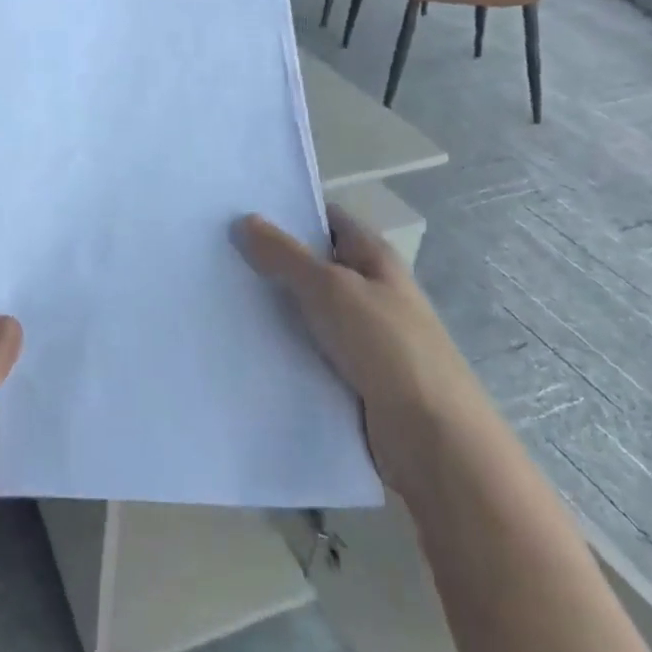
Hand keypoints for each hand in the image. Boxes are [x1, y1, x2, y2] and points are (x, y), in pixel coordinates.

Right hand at [235, 206, 477, 496]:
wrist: (433, 441)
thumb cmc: (386, 346)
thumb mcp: (330, 288)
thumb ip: (285, 254)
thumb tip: (244, 220)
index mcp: (374, 257)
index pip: (328, 219)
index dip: (289, 211)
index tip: (240, 210)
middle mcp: (370, 289)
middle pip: (314, 263)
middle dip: (272, 259)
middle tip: (218, 252)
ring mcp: (363, 335)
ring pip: (308, 309)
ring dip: (274, 306)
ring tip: (221, 295)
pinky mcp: (353, 376)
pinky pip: (310, 349)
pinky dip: (284, 345)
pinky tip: (246, 343)